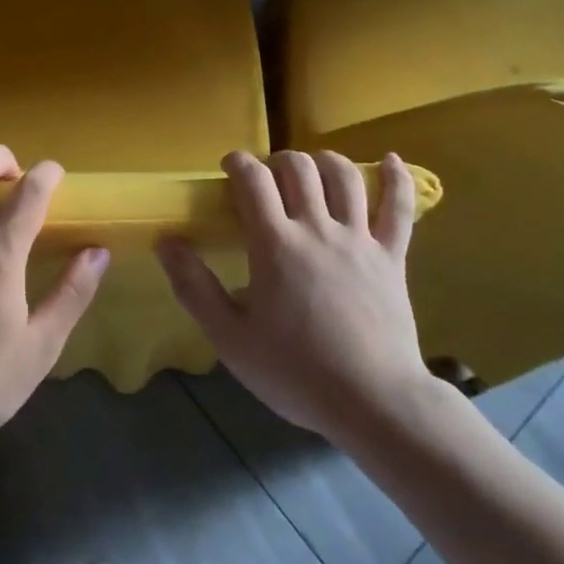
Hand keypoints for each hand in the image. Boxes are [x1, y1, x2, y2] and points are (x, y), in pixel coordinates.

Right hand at [157, 149, 430, 443]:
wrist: (374, 403)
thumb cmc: (296, 372)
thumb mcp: (231, 338)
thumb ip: (194, 286)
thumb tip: (164, 241)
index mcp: (275, 243)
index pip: (254, 180)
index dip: (239, 162)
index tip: (230, 166)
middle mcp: (317, 228)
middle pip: (298, 168)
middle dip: (277, 161)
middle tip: (268, 178)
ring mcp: (359, 239)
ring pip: (344, 177)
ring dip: (324, 161)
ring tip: (313, 167)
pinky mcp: (393, 256)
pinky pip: (399, 208)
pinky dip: (397, 178)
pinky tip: (391, 160)